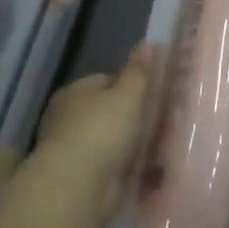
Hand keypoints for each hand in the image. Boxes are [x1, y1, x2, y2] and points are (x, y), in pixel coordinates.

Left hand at [20, 42, 159, 218]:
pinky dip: (124, 164)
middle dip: (130, 116)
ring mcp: (73, 148)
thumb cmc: (102, 130)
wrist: (78, 185)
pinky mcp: (80, 176)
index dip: (131, 85)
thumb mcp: (128, 94)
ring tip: (158, 143)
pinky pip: (109, 163)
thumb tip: (148, 42)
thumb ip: (139, 71)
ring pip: (109, 138)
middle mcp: (68, 118)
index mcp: (75, 92)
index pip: (106, 80)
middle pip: (107, 110)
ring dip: (128, 142)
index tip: (153, 94)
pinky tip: (145, 166)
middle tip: (160, 119)